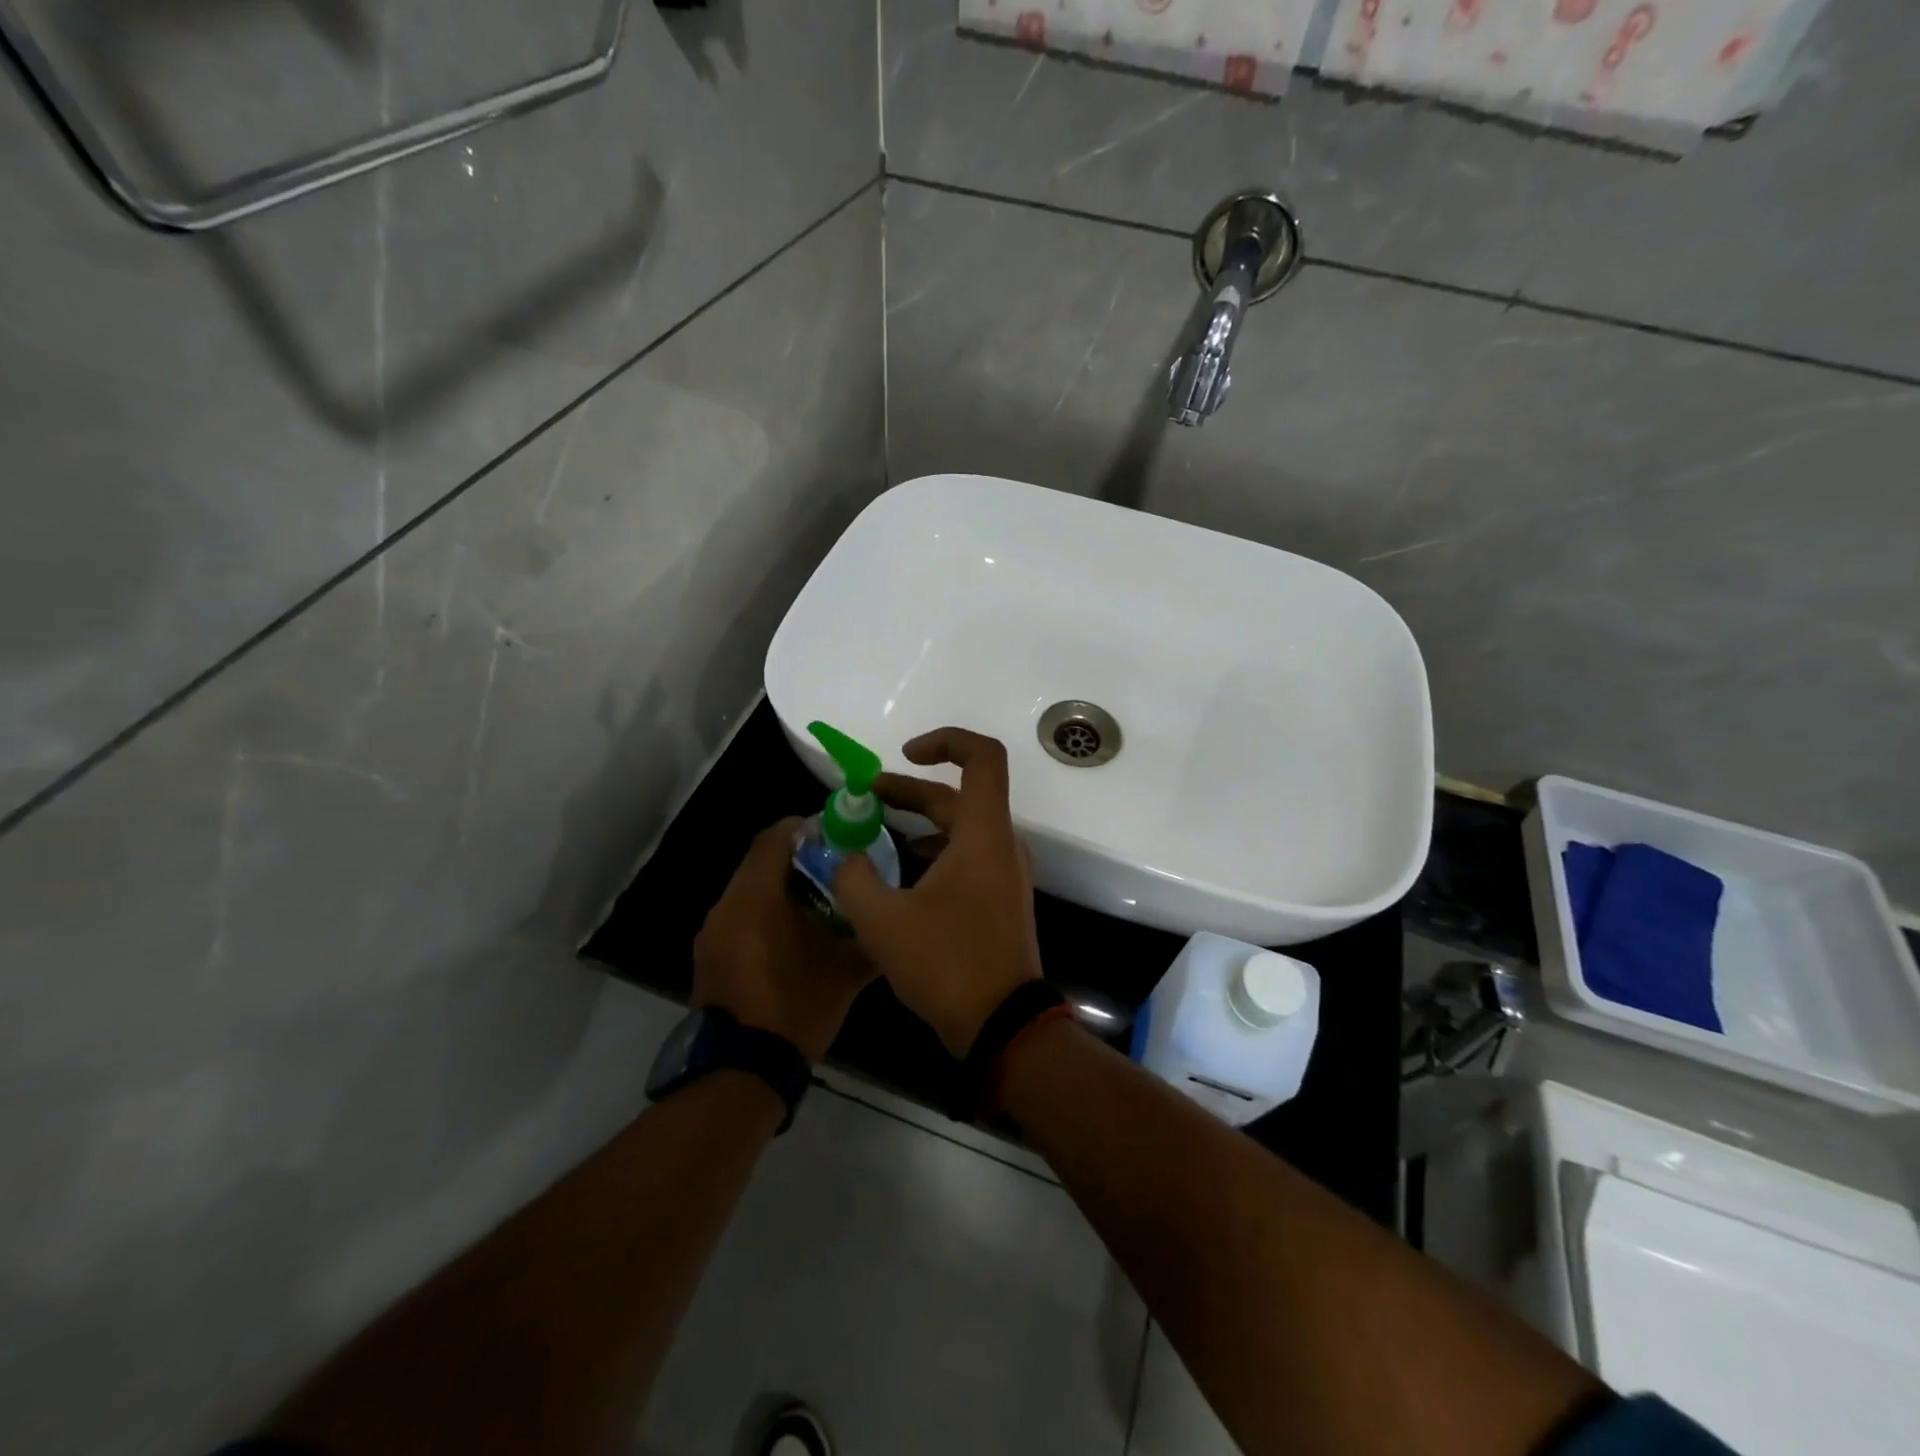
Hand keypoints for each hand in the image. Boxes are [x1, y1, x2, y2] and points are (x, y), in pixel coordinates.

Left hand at [692, 818, 877, 1063]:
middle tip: (835, 868)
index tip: (835, 835)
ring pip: (749, 889)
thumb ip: (869, 933)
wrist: (743, 1070)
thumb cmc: (796, 1007)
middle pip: (760, 861)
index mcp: (755, 898)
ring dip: (780, 887)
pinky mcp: (709, 956)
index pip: (774, 838)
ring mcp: (712, 933)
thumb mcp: (846, 970)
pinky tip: (793, 936)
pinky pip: (739, 916)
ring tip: (819, 903)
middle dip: (797, 858)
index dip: (804, 828)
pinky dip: (765, 913)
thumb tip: (889, 915)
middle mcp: (726, 906)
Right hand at [832, 728, 1042, 1056]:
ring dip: (919, 824)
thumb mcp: (883, 921)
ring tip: (873, 836)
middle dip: (910, 790)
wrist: (1003, 1026)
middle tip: (865, 798)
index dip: (945, 741)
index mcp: (983, 834)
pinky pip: (967, 858)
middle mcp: (1001, 844)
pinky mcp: (999, 900)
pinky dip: (933, 853)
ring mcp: (1004, 874)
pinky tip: (898, 877)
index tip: (905, 755)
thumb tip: (843, 855)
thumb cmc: (947, 964)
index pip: (982, 757)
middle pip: (959, 795)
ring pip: (961, 829)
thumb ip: (854, 878)